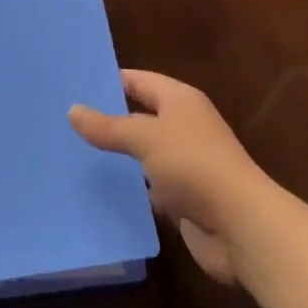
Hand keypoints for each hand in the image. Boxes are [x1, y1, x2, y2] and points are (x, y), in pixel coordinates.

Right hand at [69, 70, 272, 283]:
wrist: (242, 227)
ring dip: (118, 159)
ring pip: (143, 155)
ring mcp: (185, 164)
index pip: (138, 81)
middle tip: (65, 122)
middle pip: (140, 117)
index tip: (74, 85)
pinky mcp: (185, 199)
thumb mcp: (145, 139)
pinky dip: (131, 190)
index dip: (109, 81)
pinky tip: (100, 193)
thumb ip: (109, 127)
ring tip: (74, 156)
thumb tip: (72, 110)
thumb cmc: (194, 166)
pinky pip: (150, 188)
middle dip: (108, 120)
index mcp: (180, 100)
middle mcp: (184, 126)